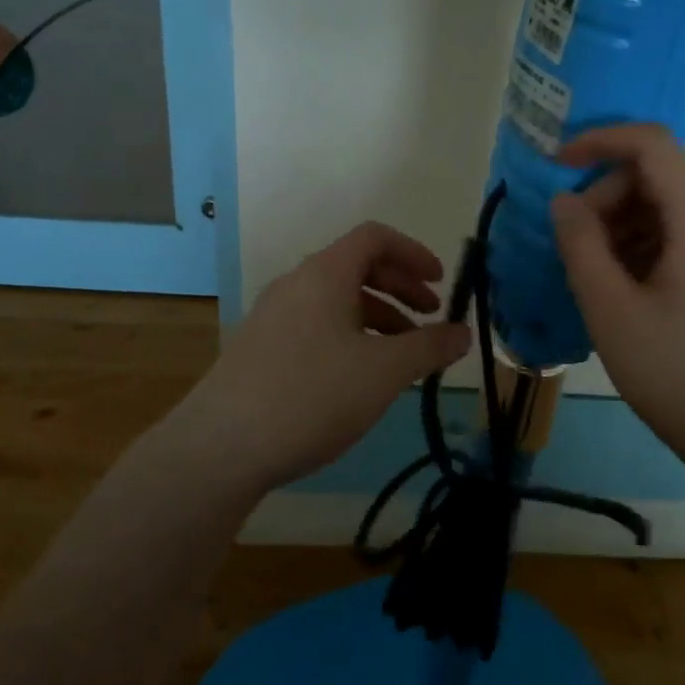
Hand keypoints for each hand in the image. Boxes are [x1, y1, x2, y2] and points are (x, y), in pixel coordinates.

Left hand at [177, 222, 470, 493]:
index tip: (440, 283)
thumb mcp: (383, 372)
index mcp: (325, 274)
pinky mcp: (261, 348)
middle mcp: (296, 284)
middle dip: (400, 287)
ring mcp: (273, 316)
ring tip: (403, 356)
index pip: (374, 237)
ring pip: (336, 300)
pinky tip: (361, 377)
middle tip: (430, 317)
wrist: (221, 447)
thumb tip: (464, 332)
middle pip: (356, 267)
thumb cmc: (312, 395)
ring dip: (378, 316)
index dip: (414, 252)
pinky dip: (350, 336)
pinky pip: (316, 325)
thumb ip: (429, 347)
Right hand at [550, 124, 684, 474]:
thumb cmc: (678, 373)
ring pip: (672, 210)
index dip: (600, 141)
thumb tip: (565, 201)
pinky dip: (650, 247)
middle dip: (607, 199)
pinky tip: (629, 291)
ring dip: (625, 227)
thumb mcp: (611, 310)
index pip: (652, 145)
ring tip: (597, 278)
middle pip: (659, 179)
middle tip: (574, 249)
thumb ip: (580, 245)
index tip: (558, 165)